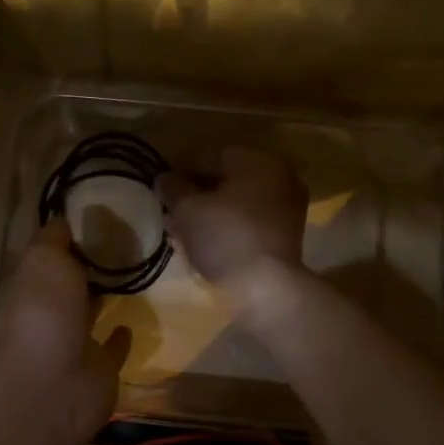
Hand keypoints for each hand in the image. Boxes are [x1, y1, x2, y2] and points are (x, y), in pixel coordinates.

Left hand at [0, 219, 128, 444]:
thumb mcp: (44, 259)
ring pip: (92, 312)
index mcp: (35, 282)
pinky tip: (134, 321)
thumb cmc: (44, 312)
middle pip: (73, 282)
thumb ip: (55, 238)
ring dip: (106, 296)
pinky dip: (121, 337)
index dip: (75, 236)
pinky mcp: (100, 369)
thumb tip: (64, 217)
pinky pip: (112, 348)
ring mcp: (75, 342)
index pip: (54, 253)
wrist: (51, 386)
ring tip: (138, 272)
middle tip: (131, 240)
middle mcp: (52, 310)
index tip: (106, 214)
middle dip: (92, 265)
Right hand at [158, 146, 306, 285]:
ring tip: (178, 229)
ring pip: (235, 202)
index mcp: (257, 160)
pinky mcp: (284, 236)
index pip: (209, 156)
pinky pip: (246, 222)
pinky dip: (224, 227)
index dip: (179, 169)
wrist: (267, 288)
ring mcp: (285, 207)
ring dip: (206, 212)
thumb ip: (173, 187)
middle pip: (224, 179)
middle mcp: (278, 177)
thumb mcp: (188, 208)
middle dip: (193, 194)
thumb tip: (164, 178)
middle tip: (168, 210)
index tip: (159, 186)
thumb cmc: (225, 236)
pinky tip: (201, 242)